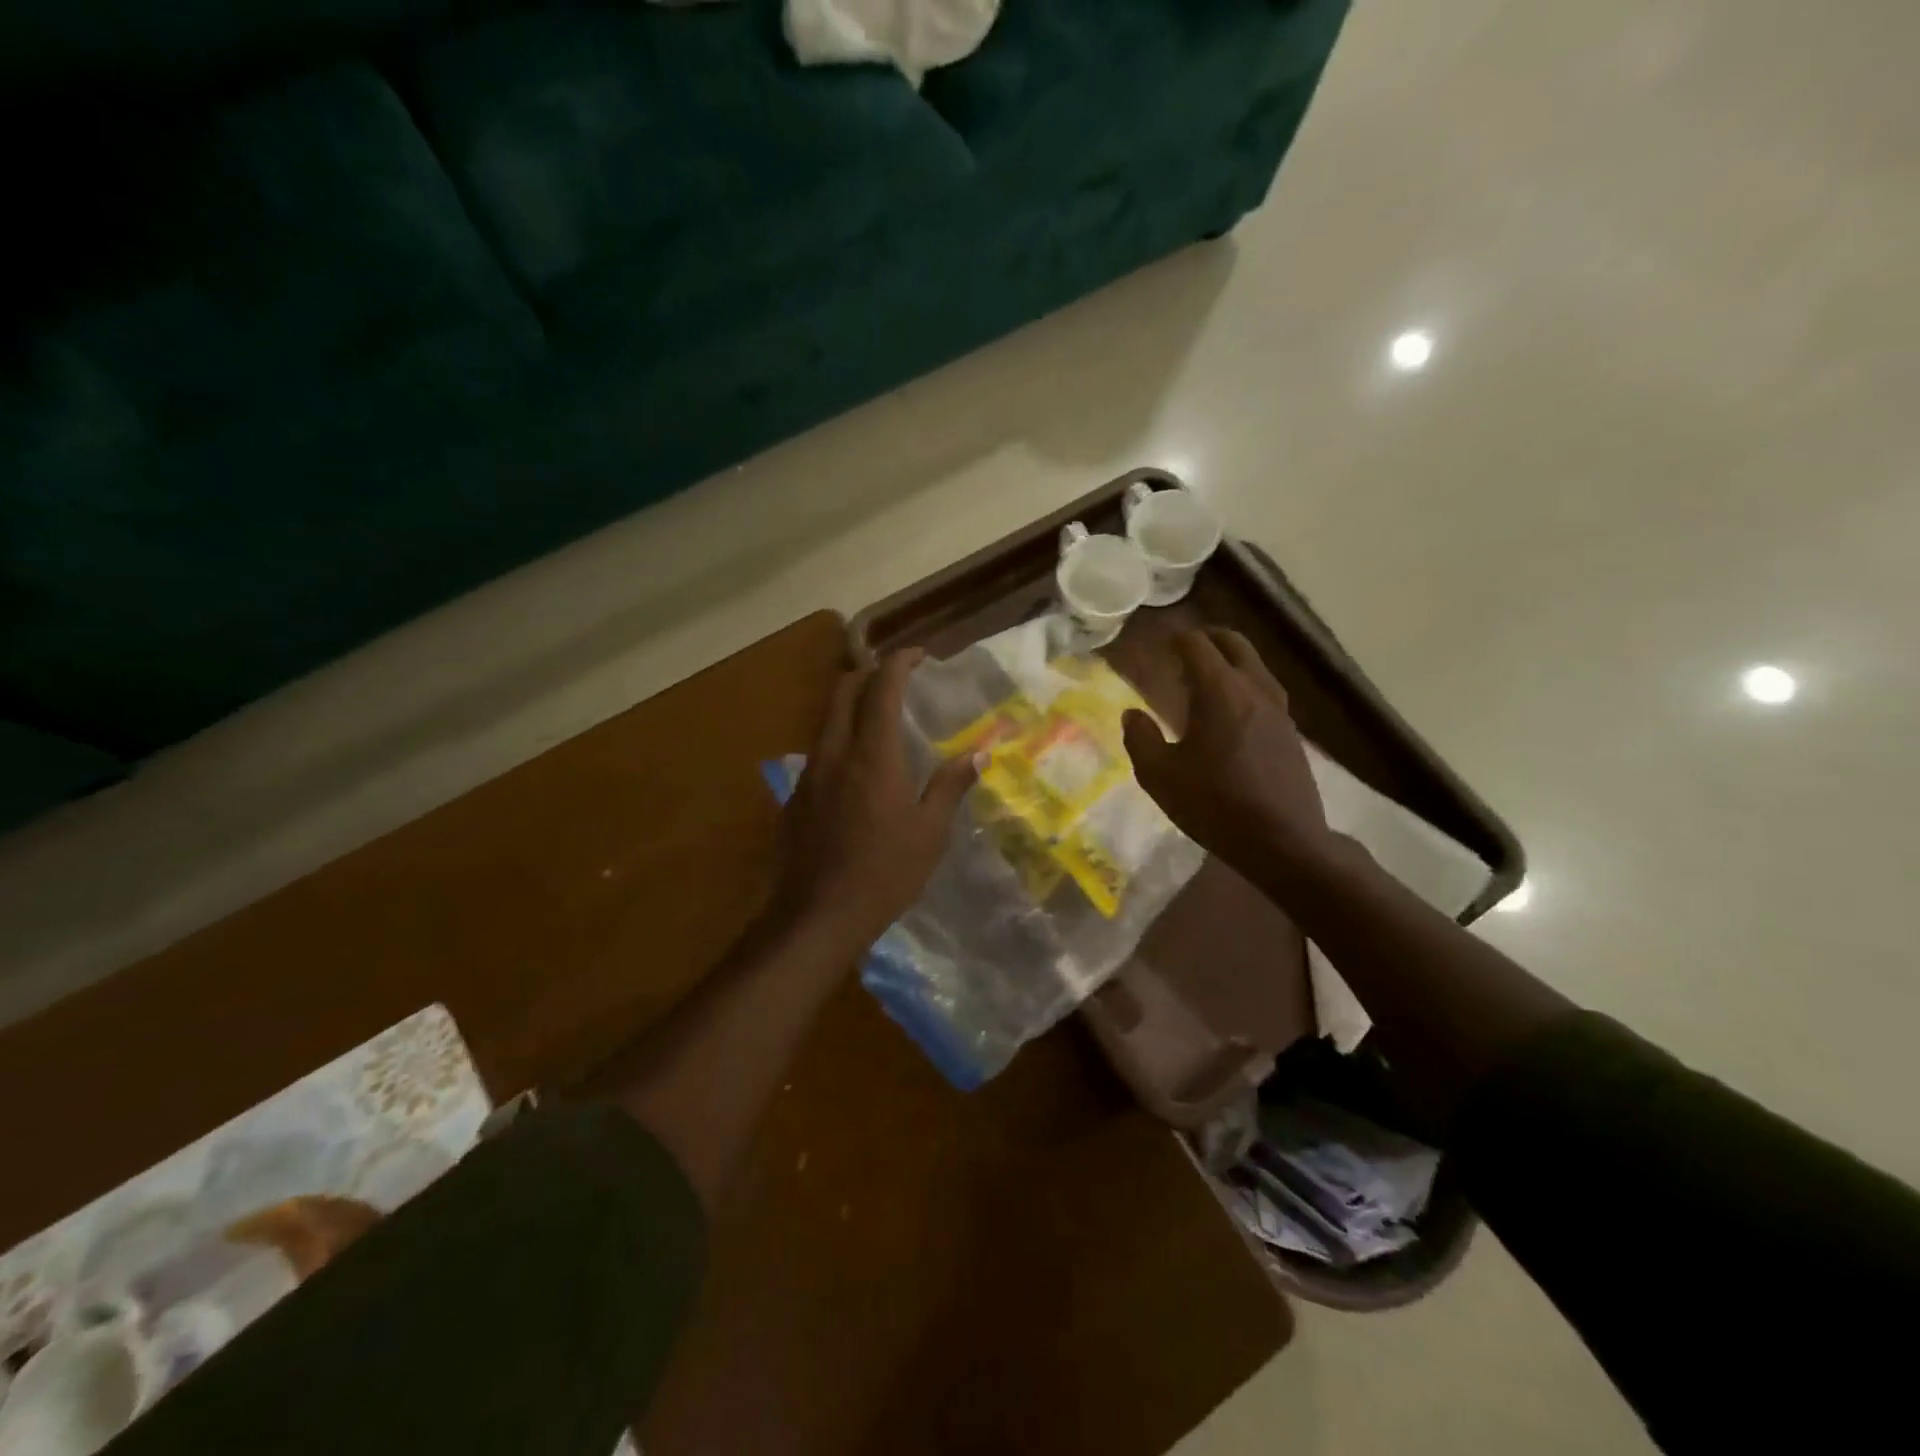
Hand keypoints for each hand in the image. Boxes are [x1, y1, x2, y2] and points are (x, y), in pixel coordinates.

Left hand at [770, 649, 980, 949]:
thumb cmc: (884, 873)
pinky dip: (840, 740)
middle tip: (897, 681)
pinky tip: (858, 771)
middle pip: (842, 690)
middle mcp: (834, 752)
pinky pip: (819, 751)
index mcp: (872, 755)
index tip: (919, 656)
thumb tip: (980, 753)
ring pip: (826, 719)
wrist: (816, 917)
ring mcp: (809, 773)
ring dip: (851, 706)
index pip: (881, 687)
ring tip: (880, 721)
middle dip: (869, 673)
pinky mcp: (795, 796)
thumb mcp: (930, 832)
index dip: (899, 662)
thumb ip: (951, 786)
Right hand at [1122, 628, 1333, 871]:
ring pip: (1255, 665)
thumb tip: (1132, 714)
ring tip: (1205, 675)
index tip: (1157, 643)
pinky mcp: (1290, 731)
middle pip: (1234, 644)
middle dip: (1207, 637)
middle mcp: (1254, 689)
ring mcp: (1278, 710)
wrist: (1283, 841)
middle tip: (1183, 647)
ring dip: (1230, 659)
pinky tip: (1231, 709)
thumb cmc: (1214, 804)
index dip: (1174, 639)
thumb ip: (1140, 739)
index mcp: (1220, 691)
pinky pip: (1265, 690)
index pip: (1196, 645)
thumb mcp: (1160, 776)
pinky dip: (1244, 683)